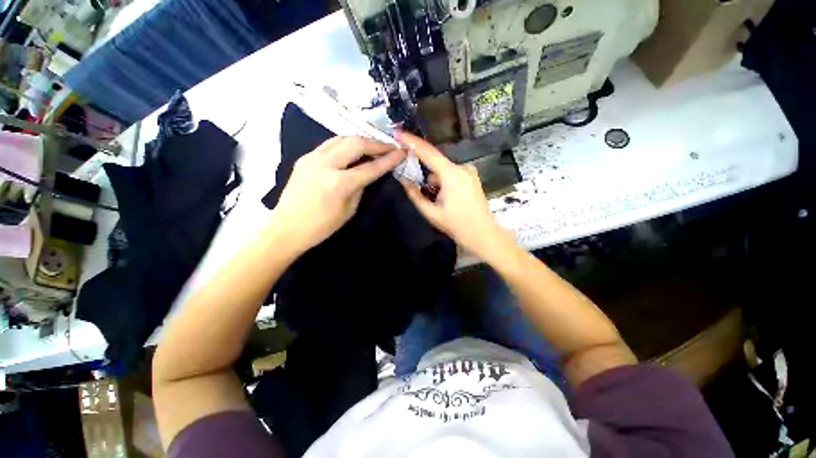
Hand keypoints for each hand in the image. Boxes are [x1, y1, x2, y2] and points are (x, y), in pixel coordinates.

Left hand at [272, 136, 405, 250]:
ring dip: (361, 140)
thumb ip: (360, 188)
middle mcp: (325, 164)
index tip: (402, 152)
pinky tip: (352, 150)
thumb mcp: (348, 210)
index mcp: (339, 183)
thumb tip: (368, 173)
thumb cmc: (321, 227)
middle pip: (356, 143)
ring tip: (373, 146)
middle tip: (390, 147)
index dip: (389, 159)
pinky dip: (345, 143)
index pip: (371, 167)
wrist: (286, 228)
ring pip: (342, 138)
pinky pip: (329, 144)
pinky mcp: (305, 158)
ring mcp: (312, 158)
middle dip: (376, 144)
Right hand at [398, 131, 510, 256]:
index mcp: (451, 174)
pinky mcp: (472, 177)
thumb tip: (403, 180)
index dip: (412, 142)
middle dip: (424, 173)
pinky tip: (445, 197)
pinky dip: (444, 181)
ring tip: (436, 200)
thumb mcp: (431, 213)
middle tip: (418, 188)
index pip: (428, 152)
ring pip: (444, 170)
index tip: (399, 133)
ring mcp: (469, 172)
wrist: (483, 235)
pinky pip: (452, 174)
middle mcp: (462, 167)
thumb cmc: (457, 225)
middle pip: (435, 163)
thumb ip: (415, 195)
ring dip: (435, 180)